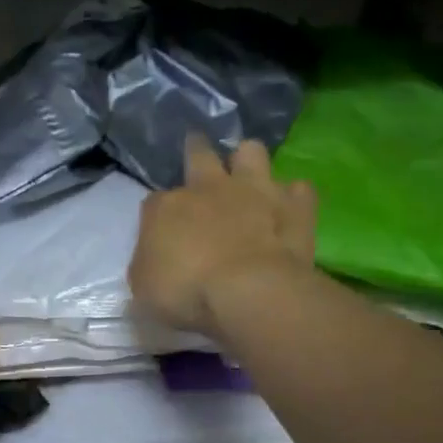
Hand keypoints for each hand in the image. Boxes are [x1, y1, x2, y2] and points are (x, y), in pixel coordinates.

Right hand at [129, 134, 317, 336]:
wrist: (249, 292)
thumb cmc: (186, 293)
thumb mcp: (144, 289)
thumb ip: (147, 267)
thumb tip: (154, 261)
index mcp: (165, 209)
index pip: (154, 202)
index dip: (158, 215)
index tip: (162, 231)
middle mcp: (208, 187)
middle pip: (199, 153)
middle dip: (196, 150)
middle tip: (197, 152)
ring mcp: (255, 191)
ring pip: (251, 151)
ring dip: (248, 160)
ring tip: (248, 173)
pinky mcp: (294, 206)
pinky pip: (298, 189)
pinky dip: (293, 198)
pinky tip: (290, 208)